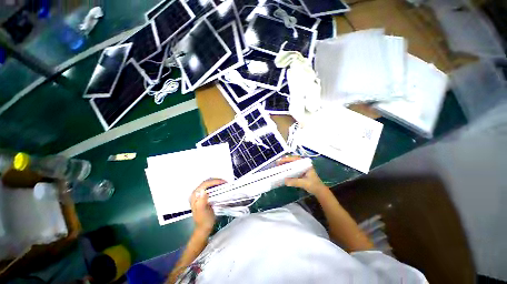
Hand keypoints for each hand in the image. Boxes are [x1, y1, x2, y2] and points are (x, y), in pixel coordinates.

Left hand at [190, 179, 225, 232]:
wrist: (203, 228)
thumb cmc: (204, 220)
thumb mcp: (203, 211)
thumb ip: (202, 201)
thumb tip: (203, 191)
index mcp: (195, 196)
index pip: (205, 184)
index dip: (215, 181)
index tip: (224, 182)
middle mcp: (195, 193)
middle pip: (206, 182)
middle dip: (216, 180)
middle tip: (225, 182)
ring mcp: (199, 194)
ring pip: (208, 184)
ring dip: (216, 182)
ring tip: (224, 184)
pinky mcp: (202, 196)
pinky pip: (209, 187)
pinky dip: (215, 186)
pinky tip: (220, 187)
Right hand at [277, 156, 328, 195]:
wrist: (319, 191)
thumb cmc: (314, 185)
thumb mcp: (304, 183)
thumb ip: (295, 181)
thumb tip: (284, 181)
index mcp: (305, 164)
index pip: (295, 159)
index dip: (287, 159)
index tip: (280, 161)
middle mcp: (303, 164)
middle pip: (292, 160)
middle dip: (285, 161)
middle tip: (277, 163)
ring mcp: (301, 168)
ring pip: (292, 164)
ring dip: (285, 164)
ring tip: (278, 166)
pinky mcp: (300, 172)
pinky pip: (292, 168)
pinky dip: (287, 169)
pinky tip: (283, 171)